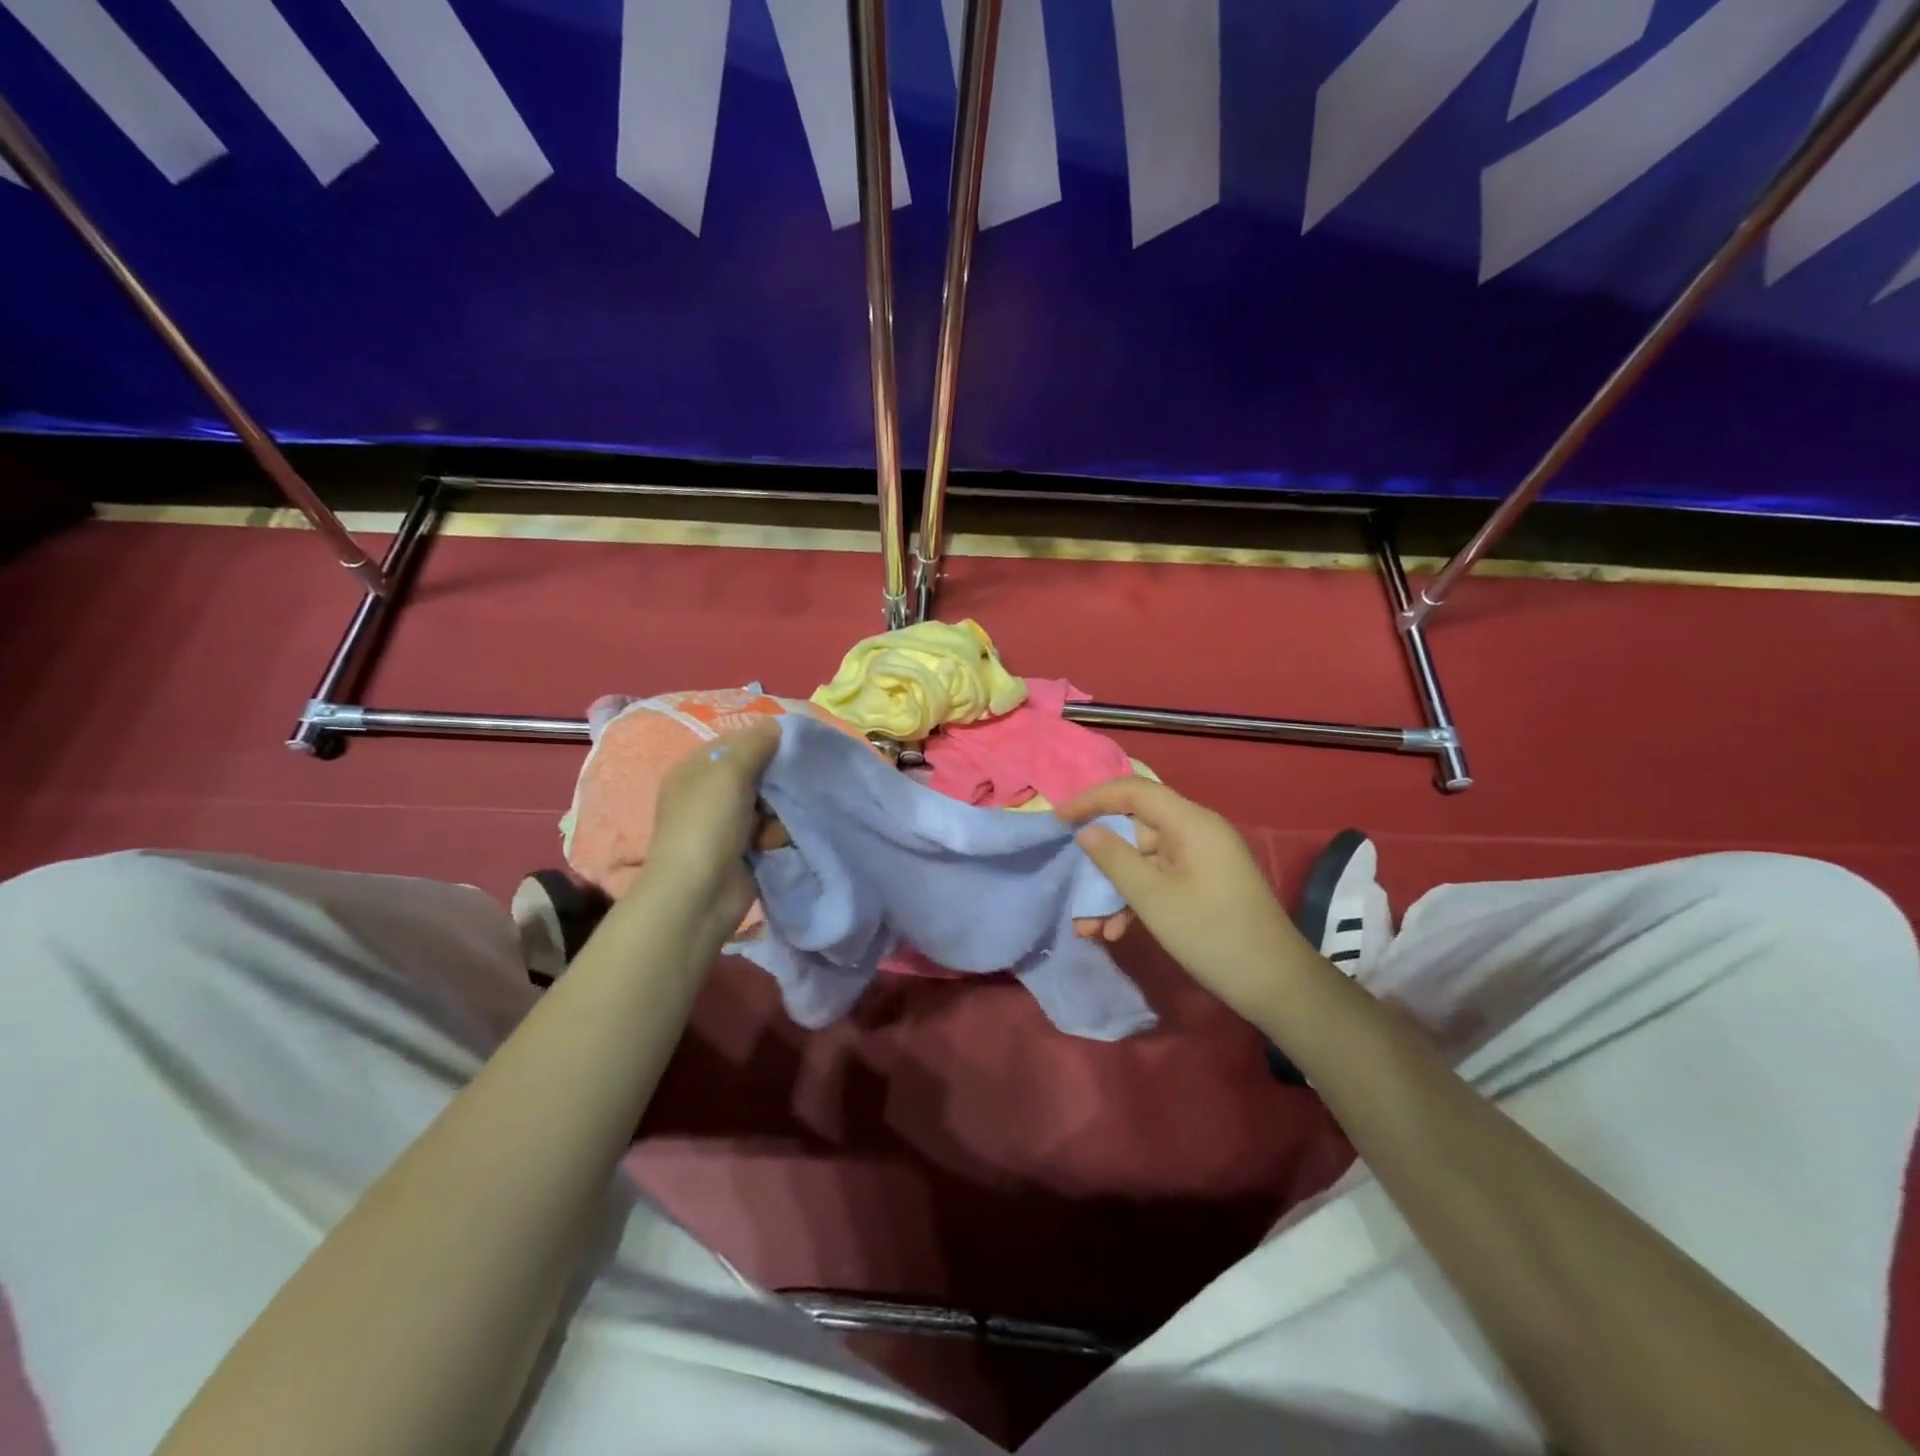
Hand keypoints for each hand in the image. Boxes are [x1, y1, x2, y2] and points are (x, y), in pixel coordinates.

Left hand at [641, 719, 781, 944]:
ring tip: (780, 823)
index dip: (764, 741)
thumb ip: (755, 744)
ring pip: (767, 804)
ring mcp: (724, 825)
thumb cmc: (708, 825)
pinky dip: (777, 834)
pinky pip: (769, 831)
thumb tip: (777, 724)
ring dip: (779, 811)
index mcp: (694, 770)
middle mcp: (707, 795)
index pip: (735, 744)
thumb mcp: (729, 773)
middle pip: (755, 774)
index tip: (795, 745)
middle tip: (795, 783)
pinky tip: (778, 842)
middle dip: (776, 780)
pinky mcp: (742, 851)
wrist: (699, 894)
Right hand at [1057, 777, 1315, 1024]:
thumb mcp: (1154, 898)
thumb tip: (1086, 831)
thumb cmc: (1212, 934)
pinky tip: (1116, 931)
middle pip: (1135, 829)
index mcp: (1191, 822)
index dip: (1092, 799)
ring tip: (1089, 928)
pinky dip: (1135, 900)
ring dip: (1113, 890)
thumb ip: (1114, 859)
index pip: (1133, 791)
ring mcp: (1201, 859)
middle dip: (1100, 862)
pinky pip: (1159, 879)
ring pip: (1143, 860)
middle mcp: (1196, 832)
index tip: (1059, 820)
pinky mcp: (1203, 884)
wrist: (1275, 984)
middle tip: (1072, 888)